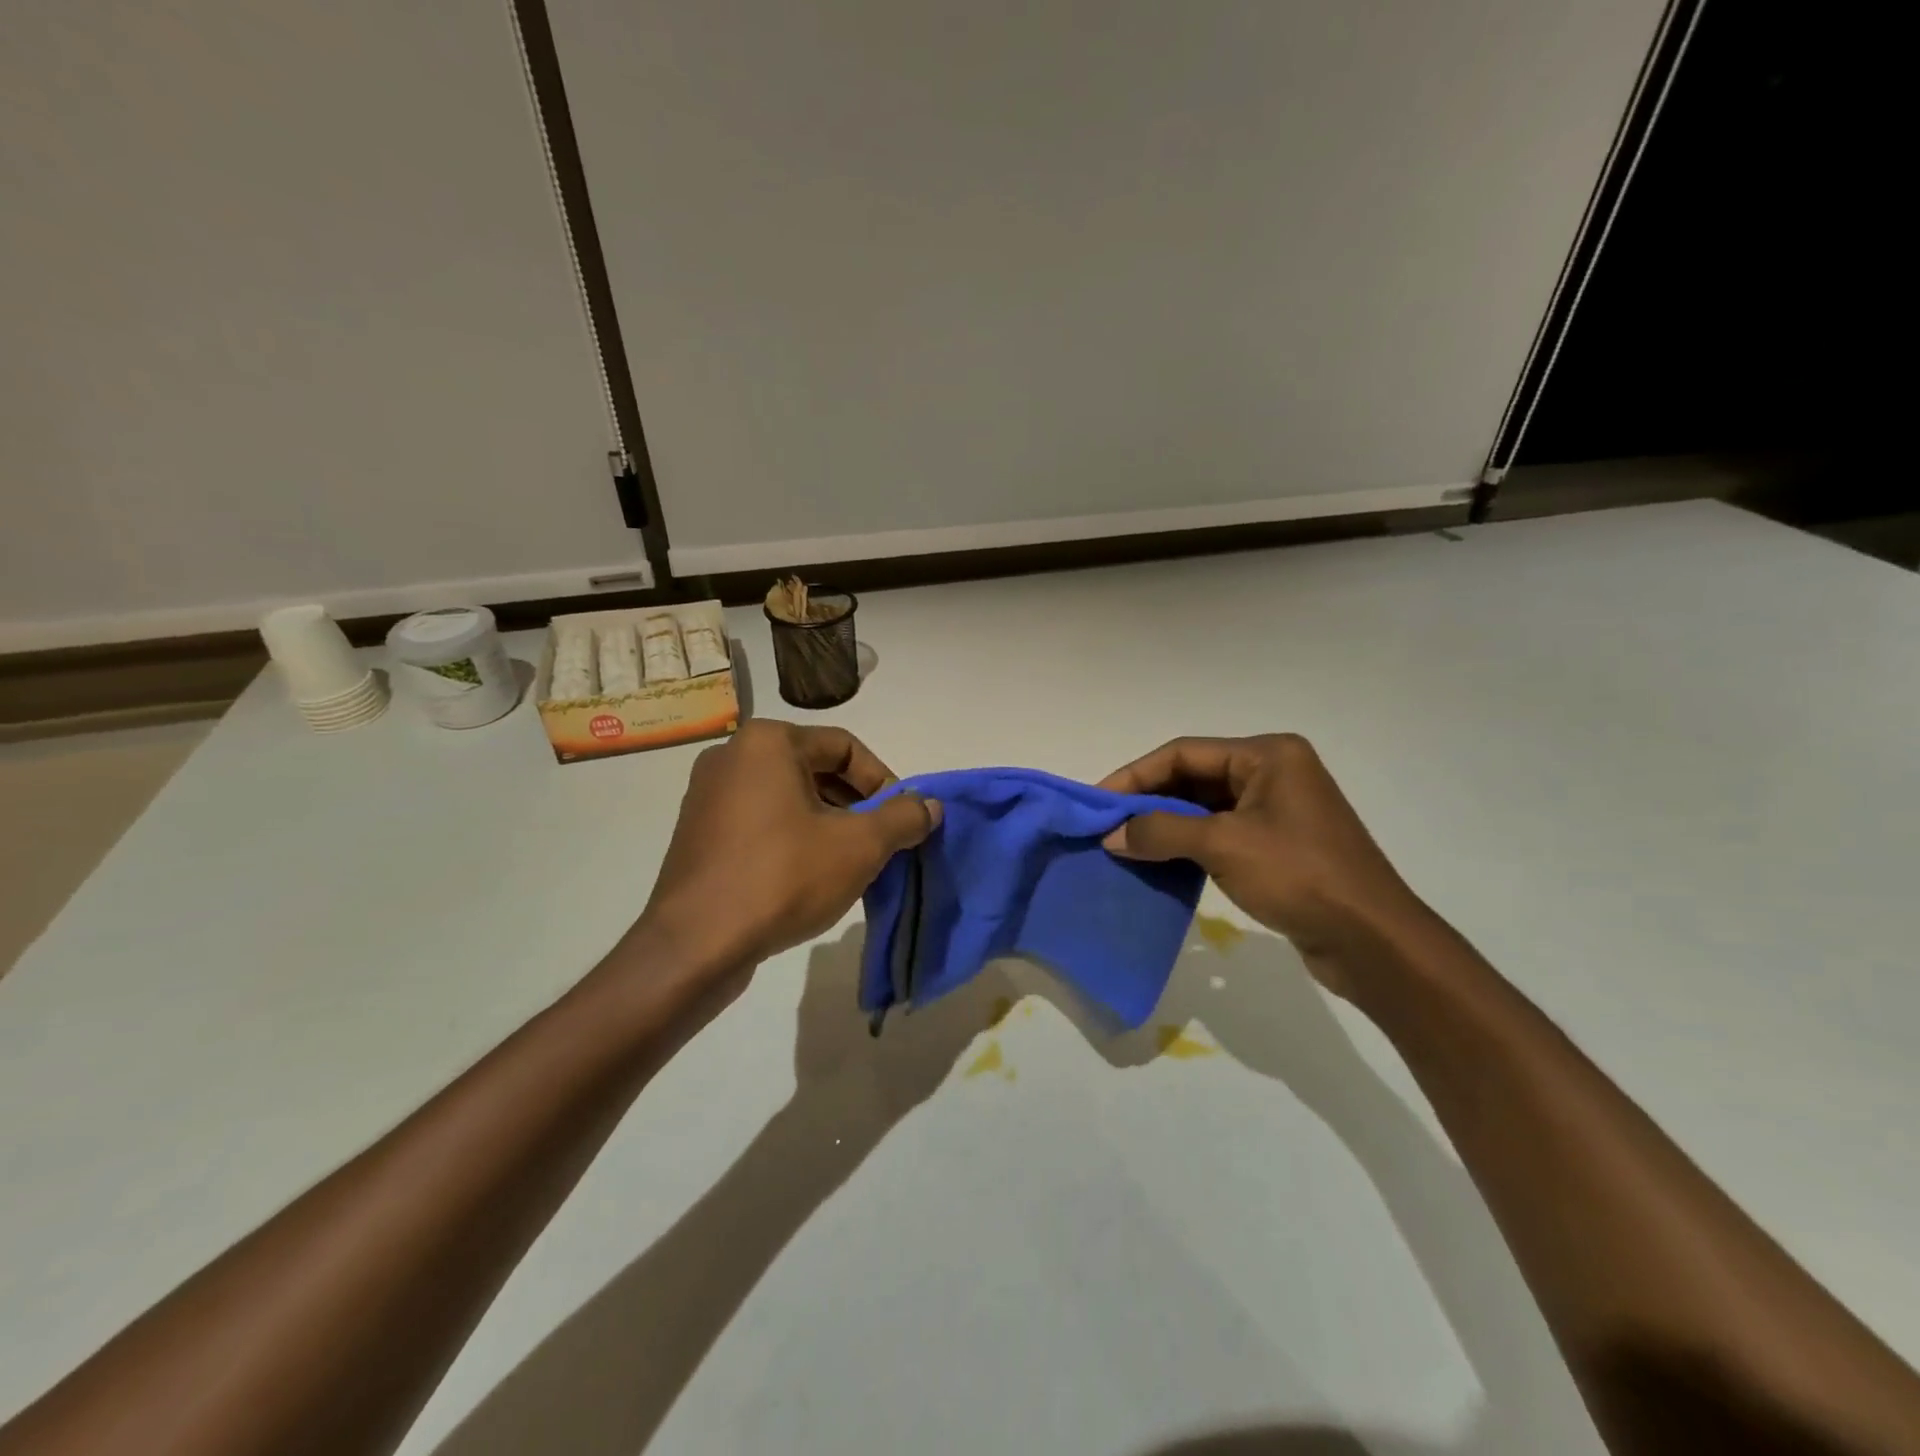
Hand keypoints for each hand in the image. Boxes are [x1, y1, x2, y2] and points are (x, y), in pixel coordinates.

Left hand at [634, 720, 940, 988]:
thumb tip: (931, 805)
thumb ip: (903, 818)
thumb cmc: (783, 877)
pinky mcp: (699, 833)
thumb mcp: (859, 846)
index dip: (884, 782)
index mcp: (768, 742)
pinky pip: (762, 821)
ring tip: (852, 864)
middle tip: (882, 843)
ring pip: (790, 798)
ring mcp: (709, 795)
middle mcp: (732, 756)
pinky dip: (795, 838)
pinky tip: (811, 877)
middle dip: (857, 805)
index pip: (845, 747)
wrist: (696, 945)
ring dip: (829, 824)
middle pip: (816, 770)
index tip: (903, 820)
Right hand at [1100, 734, 1430, 991]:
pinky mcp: (1278, 845)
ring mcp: (1277, 810)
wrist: (1372, 941)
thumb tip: (1112, 836)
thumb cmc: (1300, 875)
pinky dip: (1187, 844)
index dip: (1136, 775)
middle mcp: (1273, 773)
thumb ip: (1161, 831)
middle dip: (1148, 801)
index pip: (1184, 752)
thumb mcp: (1223, 845)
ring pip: (1205, 807)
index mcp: (1267, 755)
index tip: (1099, 802)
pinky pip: (1220, 834)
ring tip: (1125, 845)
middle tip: (1107, 826)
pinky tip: (1160, 862)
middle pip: (1194, 777)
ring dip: (1165, 825)